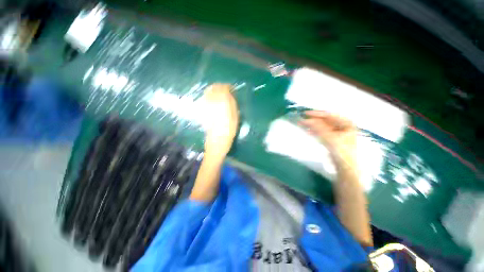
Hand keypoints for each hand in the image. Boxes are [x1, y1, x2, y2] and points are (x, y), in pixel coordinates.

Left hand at [202, 84, 238, 159]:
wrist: (217, 141)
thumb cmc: (229, 130)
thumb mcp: (235, 117)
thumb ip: (232, 103)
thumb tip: (230, 94)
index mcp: (222, 103)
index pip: (223, 88)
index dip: (228, 87)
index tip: (232, 88)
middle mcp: (212, 102)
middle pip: (214, 88)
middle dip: (220, 86)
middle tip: (225, 89)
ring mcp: (206, 106)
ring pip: (208, 92)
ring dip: (214, 90)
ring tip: (219, 93)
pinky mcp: (202, 111)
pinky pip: (205, 99)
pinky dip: (209, 96)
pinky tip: (213, 99)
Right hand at [300, 110, 356, 168]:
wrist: (345, 167)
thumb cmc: (341, 151)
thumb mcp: (329, 138)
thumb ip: (318, 128)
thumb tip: (306, 120)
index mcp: (346, 123)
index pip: (330, 115)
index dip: (317, 114)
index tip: (305, 113)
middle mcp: (342, 126)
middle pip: (325, 120)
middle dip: (313, 120)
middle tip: (302, 119)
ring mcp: (337, 132)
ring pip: (322, 126)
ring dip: (312, 125)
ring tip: (301, 124)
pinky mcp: (331, 139)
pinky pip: (322, 132)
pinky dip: (314, 131)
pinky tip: (307, 130)